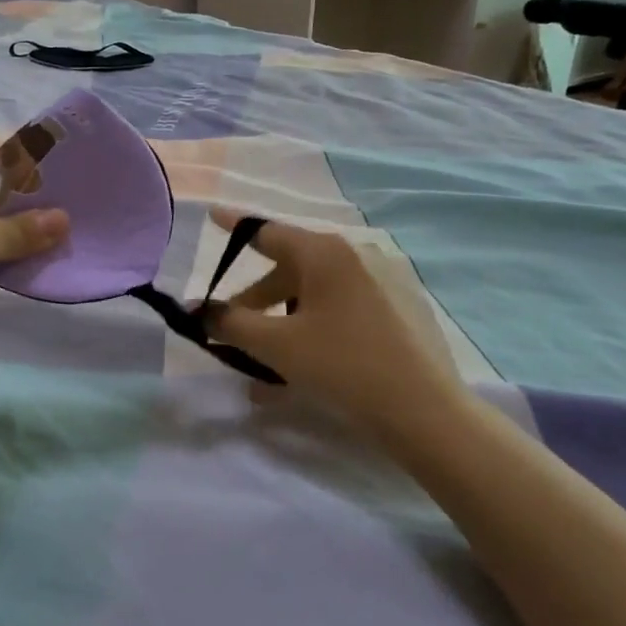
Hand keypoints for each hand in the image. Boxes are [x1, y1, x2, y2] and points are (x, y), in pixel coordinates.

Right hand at [201, 207, 463, 437]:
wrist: (424, 409)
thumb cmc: (342, 365)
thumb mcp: (276, 345)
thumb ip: (231, 323)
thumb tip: (202, 311)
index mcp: (325, 252)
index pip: (267, 231)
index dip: (235, 226)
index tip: (213, 215)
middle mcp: (356, 255)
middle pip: (291, 267)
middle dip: (257, 298)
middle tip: (234, 329)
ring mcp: (385, 280)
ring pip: (318, 292)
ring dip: (286, 319)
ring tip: (271, 359)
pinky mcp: (403, 307)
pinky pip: (345, 307)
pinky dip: (318, 326)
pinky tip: (310, 364)